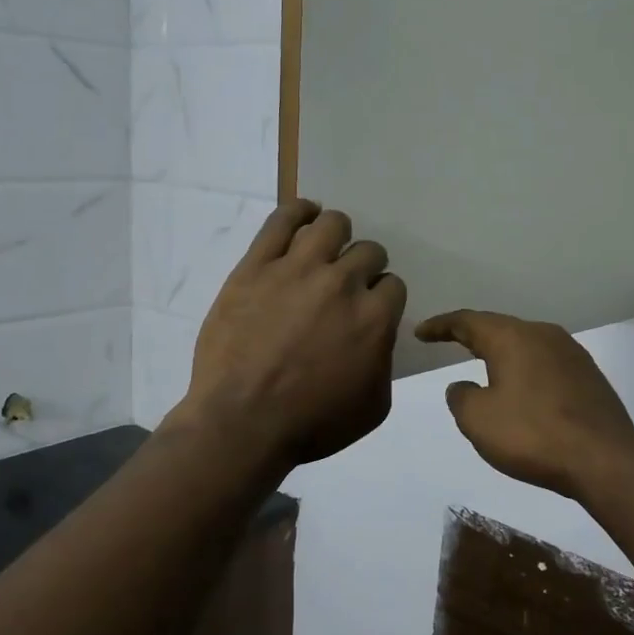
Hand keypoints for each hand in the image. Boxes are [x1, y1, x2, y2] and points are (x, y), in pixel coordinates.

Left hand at [173, 200, 406, 470]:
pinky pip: (283, 220)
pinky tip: (305, 214)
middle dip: (364, 267)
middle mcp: (341, 283)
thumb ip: (385, 361)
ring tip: (327, 247)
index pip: (392, 284)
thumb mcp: (373, 406)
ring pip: (331, 225)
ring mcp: (297, 268)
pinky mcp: (257, 265)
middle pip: (367, 252)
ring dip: (337, 235)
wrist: (242, 423)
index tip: (368, 308)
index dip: (381, 296)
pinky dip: (299, 211)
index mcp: (374, 316)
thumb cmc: (311, 423)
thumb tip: (379, 336)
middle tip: (346, 286)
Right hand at [414, 310, 633, 499]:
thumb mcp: (477, 419)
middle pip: (500, 327)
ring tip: (484, 363)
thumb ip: (461, 396)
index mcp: (512, 337)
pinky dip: (526, 369)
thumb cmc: (532, 434)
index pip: (467, 321)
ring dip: (502, 353)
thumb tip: (463, 385)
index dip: (440, 325)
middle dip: (473, 335)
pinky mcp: (589, 376)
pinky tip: (522, 388)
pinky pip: (546, 363)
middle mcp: (543, 334)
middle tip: (449, 341)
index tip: (421, 332)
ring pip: (526, 344)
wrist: (604, 459)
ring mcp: (571, 353)